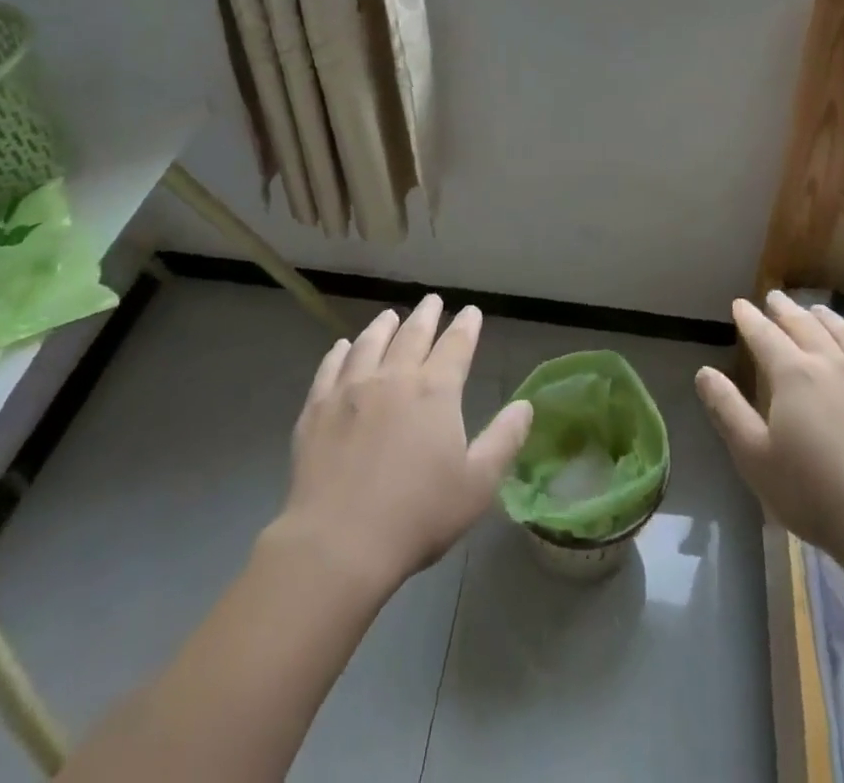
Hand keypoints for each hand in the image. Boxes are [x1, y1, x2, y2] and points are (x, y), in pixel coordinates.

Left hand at [276, 296, 532, 591]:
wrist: (338, 543)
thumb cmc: (417, 516)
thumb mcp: (477, 484)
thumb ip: (504, 440)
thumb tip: (525, 405)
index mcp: (435, 391)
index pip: (456, 345)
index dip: (466, 326)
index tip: (471, 311)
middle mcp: (394, 377)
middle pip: (412, 334)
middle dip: (426, 315)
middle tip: (432, 300)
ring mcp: (351, 389)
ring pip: (370, 343)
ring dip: (383, 325)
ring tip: (390, 315)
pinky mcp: (317, 409)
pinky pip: (330, 367)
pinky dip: (340, 352)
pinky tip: (343, 348)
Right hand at [696, 291, 843, 578]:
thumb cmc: (815, 494)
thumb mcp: (755, 458)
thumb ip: (727, 410)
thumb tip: (704, 371)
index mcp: (792, 375)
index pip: (764, 335)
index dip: (749, 318)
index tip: (740, 304)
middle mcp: (830, 362)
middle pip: (803, 324)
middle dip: (784, 309)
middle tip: (774, 298)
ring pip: (843, 331)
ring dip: (823, 316)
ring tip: (814, 309)